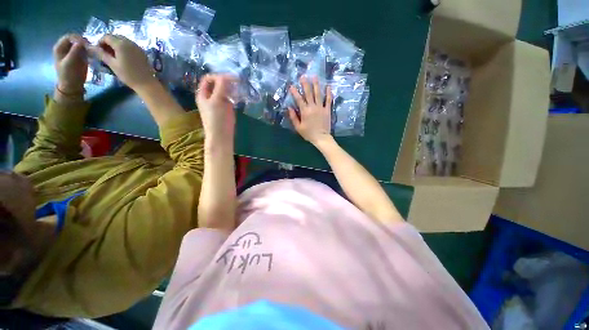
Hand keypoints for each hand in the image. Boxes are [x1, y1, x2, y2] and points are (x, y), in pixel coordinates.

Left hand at [53, 34, 87, 93]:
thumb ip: (75, 50)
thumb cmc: (69, 75)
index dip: (78, 38)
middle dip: (83, 42)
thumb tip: (82, 41)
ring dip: (87, 46)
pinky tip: (92, 54)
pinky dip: (88, 50)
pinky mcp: (78, 56)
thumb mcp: (70, 62)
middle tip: (91, 47)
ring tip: (93, 50)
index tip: (87, 44)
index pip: (69, 37)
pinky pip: (84, 50)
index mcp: (59, 48)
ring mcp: (72, 52)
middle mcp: (65, 48)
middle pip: (75, 39)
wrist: (72, 86)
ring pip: (80, 44)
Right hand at [89, 35, 156, 91]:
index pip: (107, 36)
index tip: (98, 51)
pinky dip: (124, 48)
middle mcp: (129, 42)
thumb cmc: (128, 75)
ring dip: (116, 45)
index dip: (100, 42)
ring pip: (123, 40)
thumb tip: (89, 47)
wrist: (146, 83)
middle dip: (108, 42)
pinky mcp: (142, 52)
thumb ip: (101, 54)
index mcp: (121, 44)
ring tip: (113, 56)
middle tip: (105, 53)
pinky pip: (130, 45)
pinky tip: (122, 57)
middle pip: (115, 36)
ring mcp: (137, 46)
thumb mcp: (112, 64)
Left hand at [196, 74, 236, 144]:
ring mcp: (219, 102)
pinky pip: (230, 98)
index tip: (231, 79)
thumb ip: (221, 87)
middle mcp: (210, 96)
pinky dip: (234, 96)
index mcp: (203, 93)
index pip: (209, 79)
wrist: (221, 135)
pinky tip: (239, 97)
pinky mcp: (226, 108)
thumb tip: (227, 76)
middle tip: (237, 83)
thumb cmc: (216, 118)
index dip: (219, 76)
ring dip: (231, 88)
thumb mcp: (217, 100)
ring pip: (225, 91)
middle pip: (217, 84)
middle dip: (226, 82)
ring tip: (239, 89)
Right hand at [288, 76, 332, 145]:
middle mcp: (313, 107)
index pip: (299, 99)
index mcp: (305, 111)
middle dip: (305, 84)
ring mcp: (321, 107)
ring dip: (316, 85)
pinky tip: (328, 86)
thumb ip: (293, 117)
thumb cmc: (308, 134)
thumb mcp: (298, 127)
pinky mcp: (327, 110)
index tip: (291, 86)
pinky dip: (328, 93)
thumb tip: (289, 108)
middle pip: (309, 93)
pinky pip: (328, 100)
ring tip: (315, 76)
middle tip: (303, 76)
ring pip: (318, 94)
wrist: (321, 138)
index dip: (295, 92)